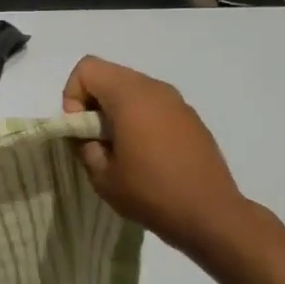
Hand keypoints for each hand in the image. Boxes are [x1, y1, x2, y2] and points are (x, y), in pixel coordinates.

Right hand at [62, 56, 249, 254]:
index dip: (73, 96)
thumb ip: (85, 146)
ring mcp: (177, 101)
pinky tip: (148, 154)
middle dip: (93, 102)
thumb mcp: (102, 176)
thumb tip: (87, 135)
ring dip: (117, 110)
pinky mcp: (191, 117)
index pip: (87, 69)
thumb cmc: (151, 193)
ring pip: (132, 88)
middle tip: (96, 139)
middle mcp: (154, 88)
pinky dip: (140, 118)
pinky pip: (154, 104)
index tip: (82, 130)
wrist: (211, 215)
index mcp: (130, 96)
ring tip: (121, 148)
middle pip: (109, 74)